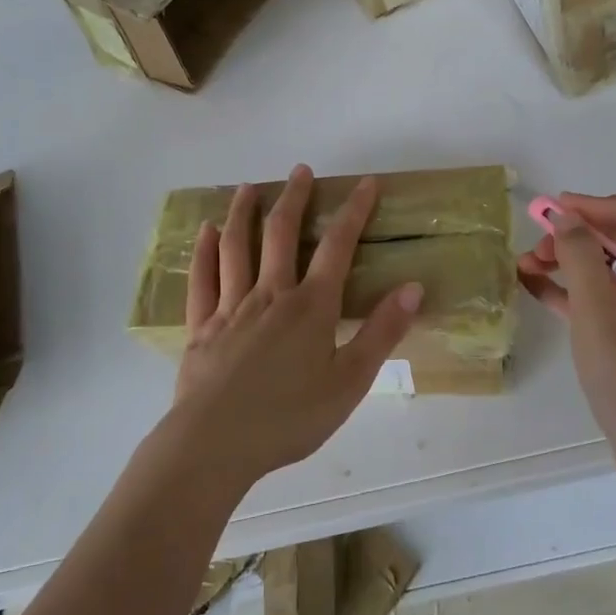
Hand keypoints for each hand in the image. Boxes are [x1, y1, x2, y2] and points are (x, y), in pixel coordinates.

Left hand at [167, 165, 422, 491]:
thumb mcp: (350, 382)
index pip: (338, 247)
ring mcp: (231, 307)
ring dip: (244, 213)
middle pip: (282, 235)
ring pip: (237, 247)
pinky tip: (206, 232)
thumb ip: (381, 333)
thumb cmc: (290, 418)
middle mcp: (270, 294)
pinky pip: (203, 279)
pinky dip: (204, 252)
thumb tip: (414, 287)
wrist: (216, 444)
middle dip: (295, 199)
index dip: (354, 212)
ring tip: (249, 188)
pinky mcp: (202, 326)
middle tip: (301, 170)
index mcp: (311, 307)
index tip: (365, 184)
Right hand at [517, 188, 615, 490]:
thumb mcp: (601, 319)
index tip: (557, 218)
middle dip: (574, 232)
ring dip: (566, 258)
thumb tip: (564, 215)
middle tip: (537, 249)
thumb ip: (582, 260)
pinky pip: (599, 294)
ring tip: (526, 266)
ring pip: (605, 263)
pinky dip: (568, 286)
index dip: (597, 205)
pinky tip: (532, 285)